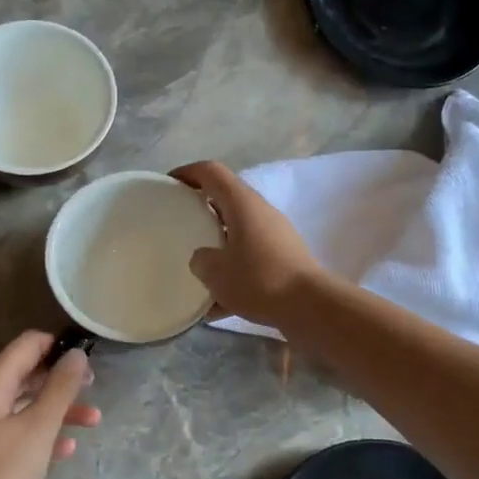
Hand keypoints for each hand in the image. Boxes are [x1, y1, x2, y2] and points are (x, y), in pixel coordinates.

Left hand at [0, 331, 97, 478]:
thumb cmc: (2, 474)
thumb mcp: (39, 427)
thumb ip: (60, 387)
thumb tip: (77, 353)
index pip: (27, 344)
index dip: (58, 346)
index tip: (88, 358)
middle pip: (27, 373)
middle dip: (62, 378)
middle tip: (94, 386)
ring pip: (27, 405)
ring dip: (60, 409)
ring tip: (94, 420)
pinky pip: (20, 433)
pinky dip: (44, 435)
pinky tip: (66, 450)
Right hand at [171, 160, 324, 328]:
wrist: (310, 306)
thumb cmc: (259, 279)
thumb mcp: (216, 272)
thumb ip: (201, 260)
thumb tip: (203, 259)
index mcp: (242, 203)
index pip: (211, 171)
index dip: (187, 173)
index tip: (167, 185)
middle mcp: (261, 211)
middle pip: (225, 199)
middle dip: (200, 210)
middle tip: (178, 224)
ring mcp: (275, 235)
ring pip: (238, 231)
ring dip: (217, 244)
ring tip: (196, 267)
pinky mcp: (284, 258)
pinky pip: (250, 258)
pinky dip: (233, 272)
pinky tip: (217, 305)